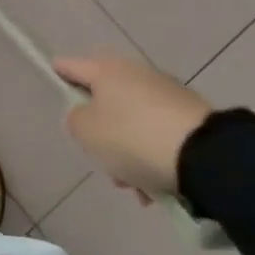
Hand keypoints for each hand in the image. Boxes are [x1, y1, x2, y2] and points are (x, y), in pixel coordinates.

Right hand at [54, 55, 211, 200]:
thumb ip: (76, 119)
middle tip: (100, 160)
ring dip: (127, 154)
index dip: (60, 70)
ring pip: (132, 124)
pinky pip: (157, 136)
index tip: (52, 70)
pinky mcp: (189, 116)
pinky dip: (151, 159)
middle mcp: (137, 74)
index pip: (74, 66)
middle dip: (100, 134)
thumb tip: (86, 113)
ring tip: (133, 187)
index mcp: (108, 71)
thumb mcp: (87, 132)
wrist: (202, 154)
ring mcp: (166, 93)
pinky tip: (153, 188)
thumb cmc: (132, 138)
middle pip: (105, 101)